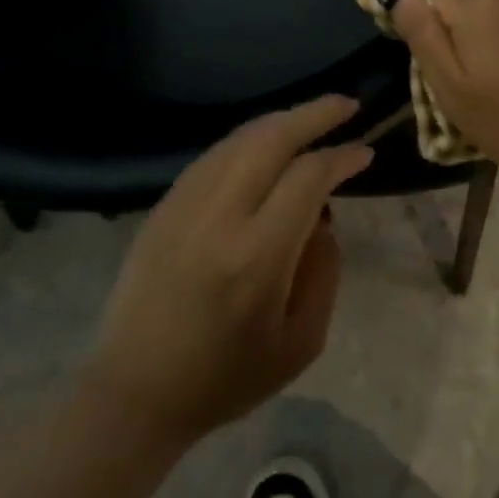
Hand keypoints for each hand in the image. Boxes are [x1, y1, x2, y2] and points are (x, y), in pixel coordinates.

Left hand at [83, 96, 372, 447]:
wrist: (133, 393)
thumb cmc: (225, 378)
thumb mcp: (300, 343)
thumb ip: (324, 271)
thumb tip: (322, 218)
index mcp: (256, 257)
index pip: (308, 178)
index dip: (342, 157)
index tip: (365, 152)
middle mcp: (218, 218)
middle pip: (271, 139)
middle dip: (315, 113)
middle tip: (347, 104)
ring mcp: (184, 205)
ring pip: (239, 138)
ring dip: (281, 121)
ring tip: (312, 118)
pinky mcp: (163, 206)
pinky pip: (213, 155)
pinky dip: (247, 140)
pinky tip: (265, 145)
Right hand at [391, 0, 498, 190]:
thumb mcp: (449, 86)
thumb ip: (421, 33)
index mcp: (473, 6)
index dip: (416, 15)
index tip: (421, 53)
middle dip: (445, 19)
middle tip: (449, 70)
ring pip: (484, 0)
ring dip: (472, 24)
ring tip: (480, 71)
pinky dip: (498, 28)